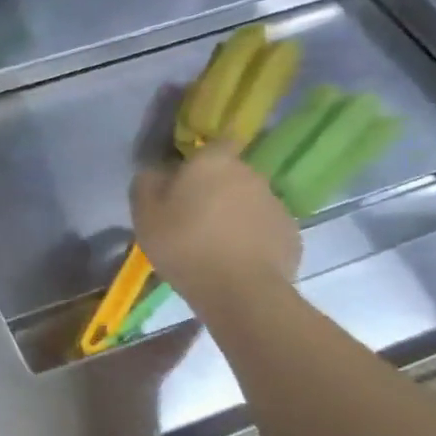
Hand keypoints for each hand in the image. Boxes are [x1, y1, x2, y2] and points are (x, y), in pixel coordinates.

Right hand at [132, 143, 299, 308]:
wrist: (240, 291)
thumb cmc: (184, 245)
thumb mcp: (145, 215)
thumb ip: (146, 184)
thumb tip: (156, 172)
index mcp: (214, 163)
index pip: (214, 144)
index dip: (200, 159)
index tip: (185, 179)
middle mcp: (250, 174)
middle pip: (230, 174)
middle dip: (214, 189)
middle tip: (191, 217)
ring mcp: (275, 203)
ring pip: (248, 202)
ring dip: (233, 214)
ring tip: (212, 244)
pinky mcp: (290, 233)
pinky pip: (263, 228)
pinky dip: (250, 238)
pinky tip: (233, 261)